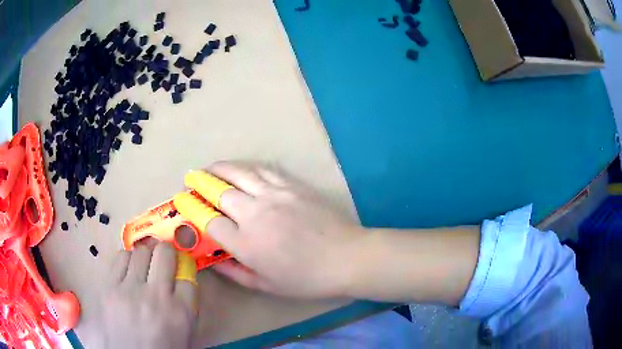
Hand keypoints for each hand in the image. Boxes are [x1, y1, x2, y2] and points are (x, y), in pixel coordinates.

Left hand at [99, 241, 196, 348]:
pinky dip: (127, 259)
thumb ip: (185, 306)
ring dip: (145, 257)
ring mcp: (130, 290)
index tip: (180, 269)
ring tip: (143, 267)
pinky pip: (120, 257)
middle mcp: (156, 297)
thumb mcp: (184, 333)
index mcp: (181, 313)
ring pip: (141, 252)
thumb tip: (181, 279)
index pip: (188, 275)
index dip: (184, 269)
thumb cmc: (160, 348)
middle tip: (162, 261)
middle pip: (165, 254)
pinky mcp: (109, 287)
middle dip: (166, 253)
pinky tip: (128, 270)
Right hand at [176, 162, 364, 298]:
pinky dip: (247, 167)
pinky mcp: (292, 186)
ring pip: (239, 173)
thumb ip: (235, 272)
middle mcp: (255, 214)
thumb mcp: (267, 285)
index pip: (209, 222)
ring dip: (219, 168)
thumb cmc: (307, 279)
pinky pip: (264, 170)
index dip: (191, 210)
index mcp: (246, 244)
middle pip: (219, 191)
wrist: (346, 257)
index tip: (180, 202)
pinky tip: (240, 168)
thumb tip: (212, 260)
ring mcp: (275, 195)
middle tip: (190, 181)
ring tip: (209, 168)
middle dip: (199, 184)